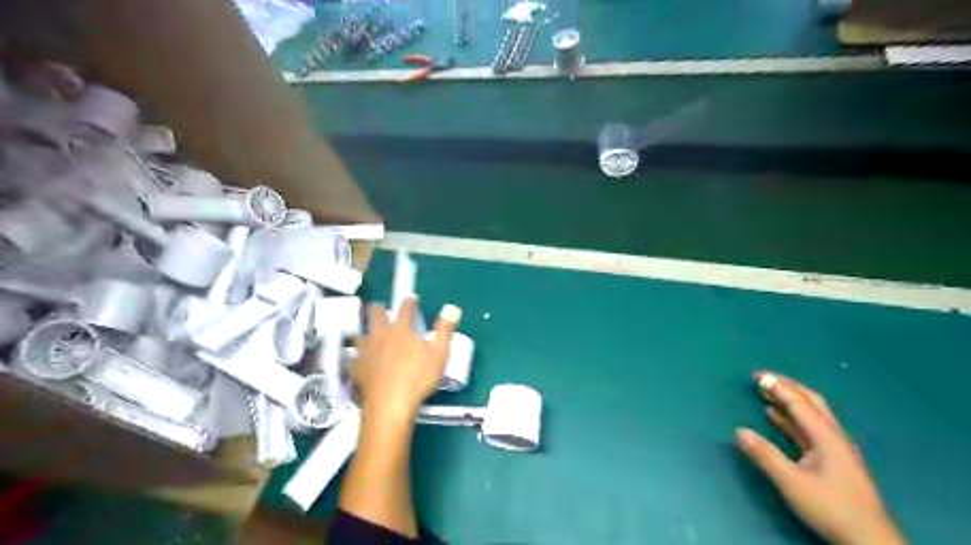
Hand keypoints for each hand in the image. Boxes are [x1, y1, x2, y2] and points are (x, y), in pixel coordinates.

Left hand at [354, 298, 462, 420]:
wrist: (390, 404)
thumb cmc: (418, 377)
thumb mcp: (439, 353)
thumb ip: (445, 330)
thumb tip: (452, 308)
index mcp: (402, 330)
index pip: (406, 309)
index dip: (410, 302)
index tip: (412, 299)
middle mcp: (381, 335)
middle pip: (376, 315)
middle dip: (379, 309)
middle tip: (380, 307)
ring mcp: (366, 351)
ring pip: (362, 335)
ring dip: (366, 332)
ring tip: (368, 334)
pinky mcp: (356, 369)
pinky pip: (353, 359)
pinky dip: (356, 357)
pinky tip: (358, 361)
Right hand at [742, 371, 905, 544]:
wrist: (868, 541)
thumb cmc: (831, 508)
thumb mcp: (792, 482)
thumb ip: (765, 455)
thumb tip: (739, 431)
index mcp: (827, 437)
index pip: (799, 403)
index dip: (777, 387)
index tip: (756, 376)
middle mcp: (834, 437)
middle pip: (812, 402)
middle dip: (787, 387)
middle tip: (764, 379)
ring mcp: (836, 449)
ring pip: (811, 415)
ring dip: (789, 401)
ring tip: (766, 393)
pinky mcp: (833, 461)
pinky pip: (809, 429)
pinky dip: (791, 419)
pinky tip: (776, 418)